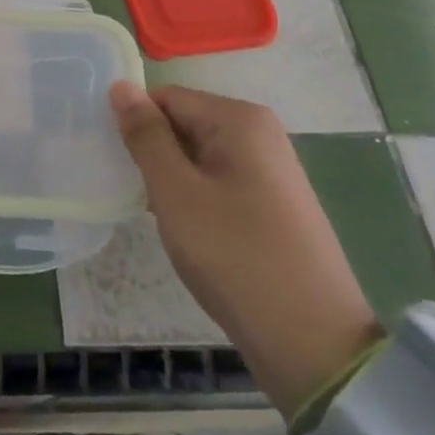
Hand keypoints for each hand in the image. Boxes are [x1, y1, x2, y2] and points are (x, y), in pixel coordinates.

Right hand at [109, 81, 380, 419]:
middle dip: (157, 156)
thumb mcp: (176, 192)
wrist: (314, 348)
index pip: (166, 99)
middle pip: (185, 124)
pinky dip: (198, 200)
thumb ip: (145, 136)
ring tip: (163, 219)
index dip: (138, 128)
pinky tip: (192, 236)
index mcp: (239, 119)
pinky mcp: (276, 204)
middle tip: (139, 197)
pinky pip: (220, 182)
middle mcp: (260, 133)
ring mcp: (272, 170)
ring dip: (175, 182)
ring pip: (200, 157)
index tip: (121, 166)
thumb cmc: (236, 258)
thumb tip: (120, 86)